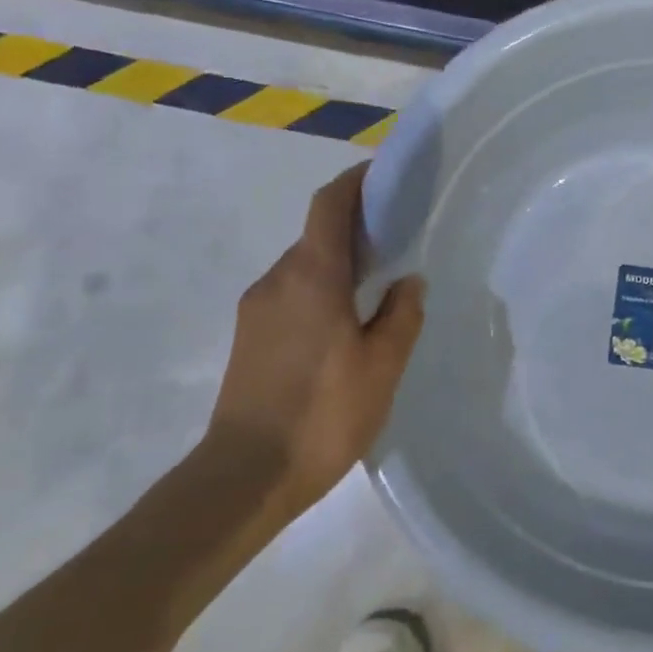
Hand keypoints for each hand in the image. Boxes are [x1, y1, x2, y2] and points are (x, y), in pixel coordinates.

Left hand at [204, 164, 425, 520]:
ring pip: (304, 266)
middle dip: (356, 226)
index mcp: (312, 275)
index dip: (357, 181)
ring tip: (378, 286)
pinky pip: (292, 293)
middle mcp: (277, 280)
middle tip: (398, 239)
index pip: (330, 204)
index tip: (387, 175)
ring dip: (339, 262)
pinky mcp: (248, 337)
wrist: (244, 476)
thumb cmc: (324, 413)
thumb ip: (402, 315)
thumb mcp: (383, 365)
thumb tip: (408, 281)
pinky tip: (347, 325)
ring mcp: (256, 309)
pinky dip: (321, 289)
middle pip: (317, 233)